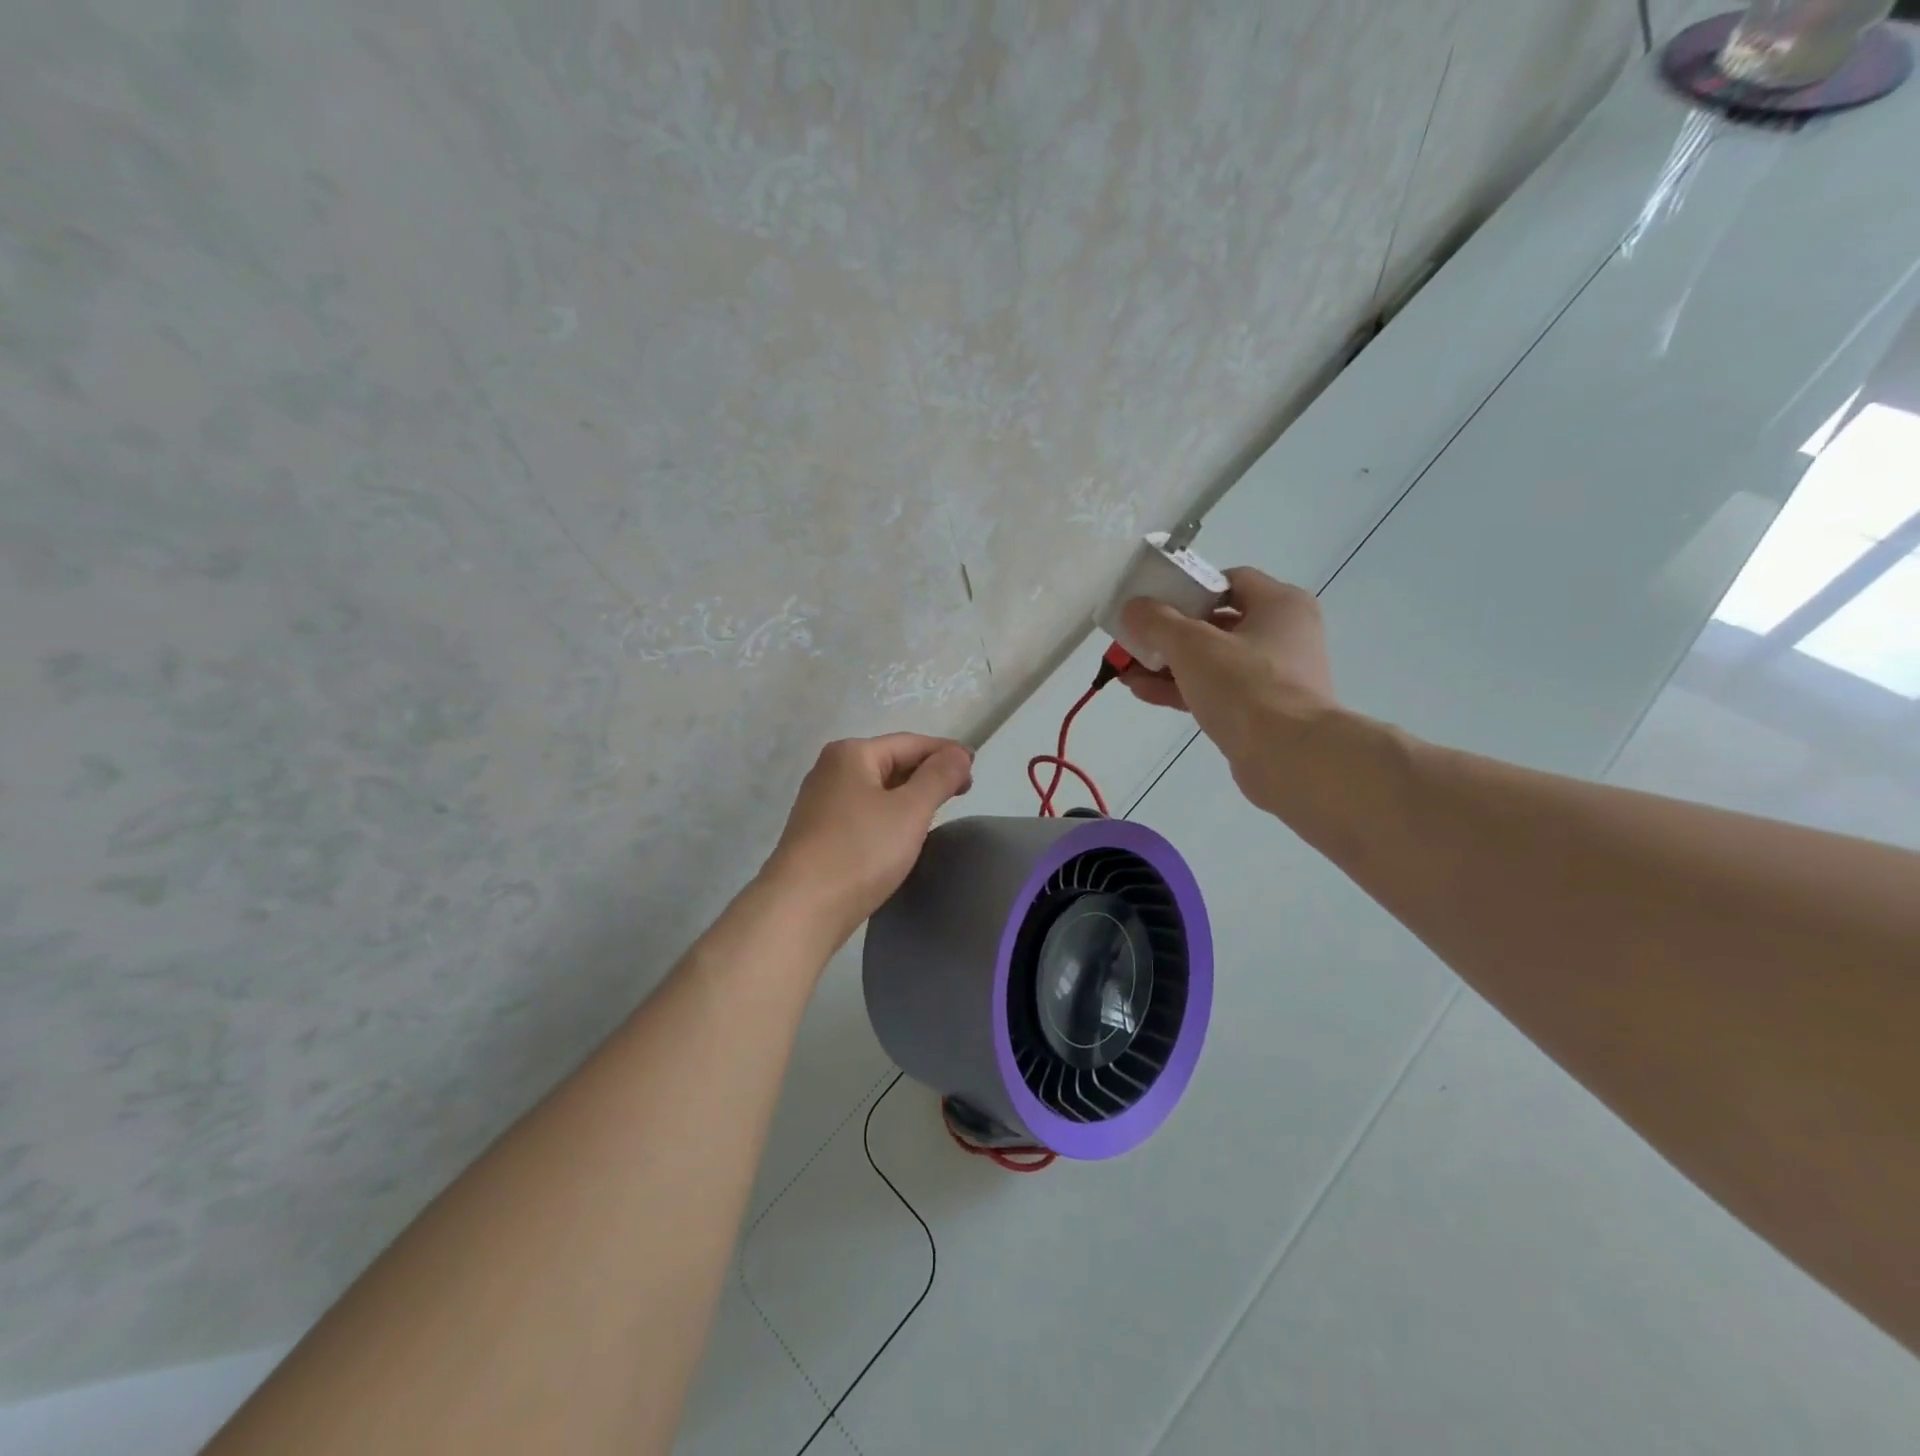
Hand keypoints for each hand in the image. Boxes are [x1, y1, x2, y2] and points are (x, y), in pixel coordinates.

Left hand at [762, 734, 974, 936]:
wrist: (801, 908)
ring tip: (938, 812)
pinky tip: (902, 834)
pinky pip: (864, 813)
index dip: (946, 753)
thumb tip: (958, 754)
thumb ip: (939, 776)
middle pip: (892, 762)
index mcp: (851, 754)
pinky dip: (889, 816)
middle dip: (928, 774)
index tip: (974, 769)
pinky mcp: (818, 833)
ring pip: (878, 790)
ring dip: (909, 796)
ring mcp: (820, 803)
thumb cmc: (860, 851)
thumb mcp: (910, 810)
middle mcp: (831, 770)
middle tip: (963, 792)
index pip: (911, 742)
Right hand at [1119, 568, 1338, 811]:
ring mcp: (1273, 676)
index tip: (1155, 603)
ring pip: (1211, 660)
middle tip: (1133, 640)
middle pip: (1216, 623)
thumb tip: (1133, 607)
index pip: (1229, 580)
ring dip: (1168, 664)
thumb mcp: (1192, 645)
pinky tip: (1143, 692)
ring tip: (1127, 671)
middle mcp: (1283, 634)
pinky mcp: (1260, 711)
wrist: (1289, 757)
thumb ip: (1157, 621)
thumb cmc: (1246, 686)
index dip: (1189, 588)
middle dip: (1169, 633)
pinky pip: (1215, 690)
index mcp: (1280, 605)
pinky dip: (1182, 689)